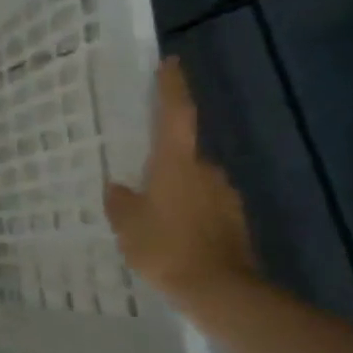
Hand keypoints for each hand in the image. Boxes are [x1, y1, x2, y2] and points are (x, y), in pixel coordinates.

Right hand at [105, 57, 255, 305]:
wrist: (219, 290)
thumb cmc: (165, 247)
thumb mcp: (127, 224)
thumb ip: (120, 201)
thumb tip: (118, 186)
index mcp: (177, 164)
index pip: (176, 114)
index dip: (172, 87)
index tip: (170, 63)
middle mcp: (206, 171)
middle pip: (183, 155)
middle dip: (164, 163)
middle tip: (138, 178)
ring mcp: (225, 196)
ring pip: (194, 183)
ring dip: (176, 192)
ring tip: (152, 215)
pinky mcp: (234, 222)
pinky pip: (204, 207)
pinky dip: (189, 214)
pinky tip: (172, 235)